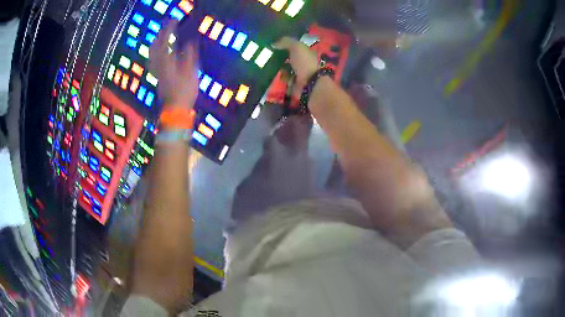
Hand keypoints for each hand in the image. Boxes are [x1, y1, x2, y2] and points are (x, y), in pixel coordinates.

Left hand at [149, 20, 198, 109]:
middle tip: (164, 27)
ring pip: (152, 55)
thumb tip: (188, 43)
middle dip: (160, 35)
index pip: (166, 41)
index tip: (173, 20)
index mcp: (168, 62)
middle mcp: (159, 65)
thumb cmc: (184, 92)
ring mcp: (157, 72)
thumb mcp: (191, 73)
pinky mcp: (158, 78)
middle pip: (155, 47)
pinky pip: (153, 62)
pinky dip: (154, 54)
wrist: (174, 111)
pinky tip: (156, 54)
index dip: (169, 30)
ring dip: (155, 44)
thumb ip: (189, 56)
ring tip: (158, 37)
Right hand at [273, 37, 318, 86]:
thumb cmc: (304, 62)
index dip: (285, 44)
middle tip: (269, 55)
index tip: (274, 44)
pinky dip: (281, 77)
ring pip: (286, 68)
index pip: (295, 47)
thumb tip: (273, 43)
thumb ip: (285, 42)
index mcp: (306, 52)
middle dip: (280, 56)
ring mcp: (299, 73)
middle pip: (289, 57)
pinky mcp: (294, 83)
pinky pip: (285, 78)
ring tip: (271, 65)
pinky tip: (278, 75)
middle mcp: (303, 62)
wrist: (308, 83)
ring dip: (279, 67)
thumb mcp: (296, 47)